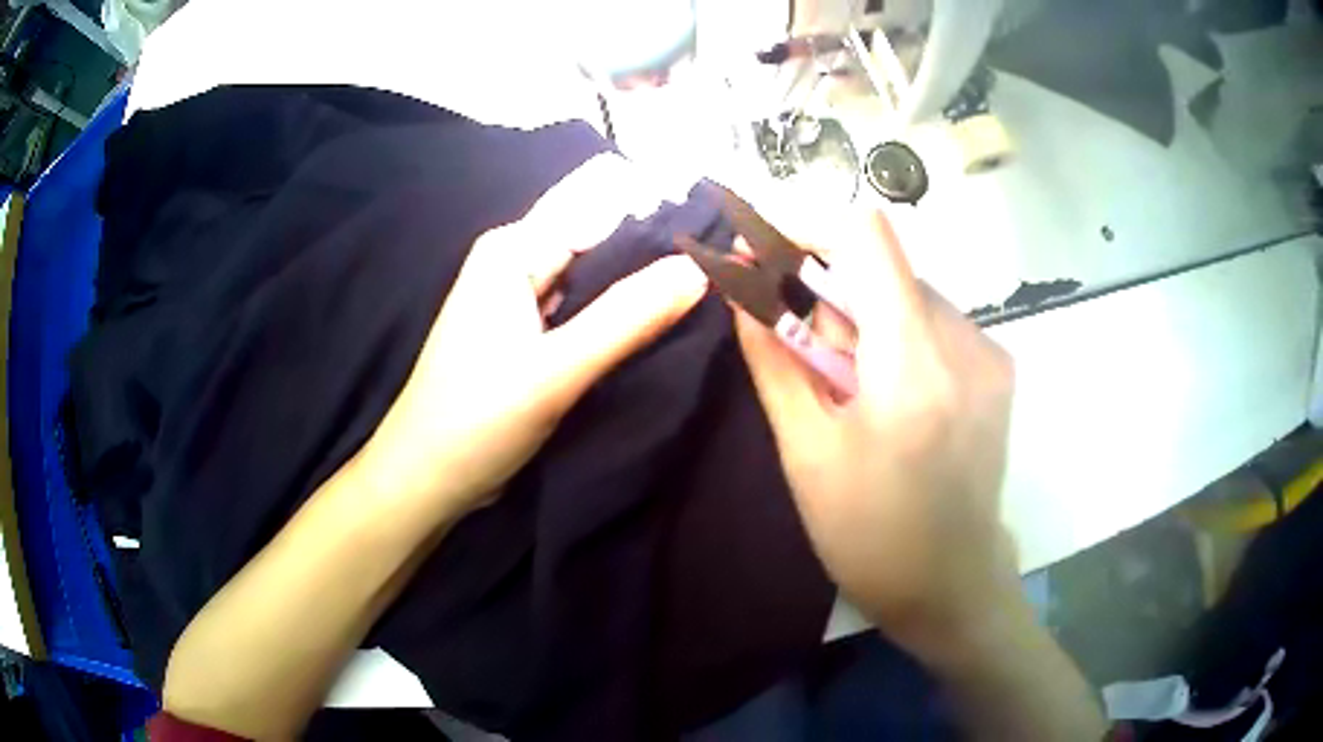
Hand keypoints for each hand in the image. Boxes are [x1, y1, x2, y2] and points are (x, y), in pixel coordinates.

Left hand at [358, 154, 708, 517]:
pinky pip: (585, 309)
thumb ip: (628, 317)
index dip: (660, 219)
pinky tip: (661, 326)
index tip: (720, 240)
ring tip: (706, 297)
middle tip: (724, 275)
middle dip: (655, 255)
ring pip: (596, 278)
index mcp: (513, 248)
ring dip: (640, 287)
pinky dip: (618, 316)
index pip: (602, 210)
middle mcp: (517, 260)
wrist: (428, 478)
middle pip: (601, 241)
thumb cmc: (476, 420)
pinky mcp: (530, 333)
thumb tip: (701, 268)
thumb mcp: (555, 370)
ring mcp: (523, 298)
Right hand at [735, 207, 1016, 649]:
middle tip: (799, 344)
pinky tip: (887, 393)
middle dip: (830, 287)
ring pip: (910, 292)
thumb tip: (740, 290)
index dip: (810, 226)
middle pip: (886, 265)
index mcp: (914, 365)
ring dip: (865, 315)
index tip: (767, 251)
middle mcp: (966, 341)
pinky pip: (936, 321)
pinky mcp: (999, 368)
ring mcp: (991, 353)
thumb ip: (773, 360)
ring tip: (845, 382)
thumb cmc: (871, 535)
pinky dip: (897, 335)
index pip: (867, 236)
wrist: (953, 586)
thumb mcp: (806, 454)